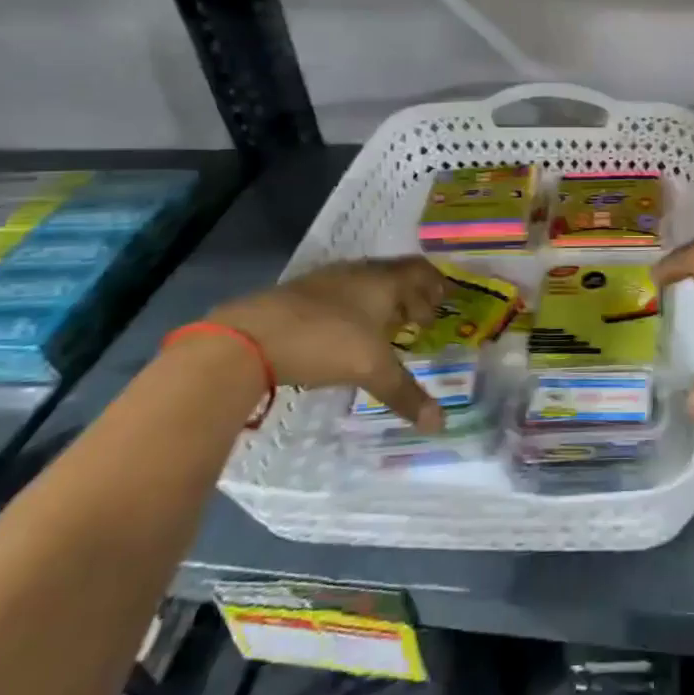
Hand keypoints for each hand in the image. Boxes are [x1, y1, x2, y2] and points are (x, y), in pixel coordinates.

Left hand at [208, 257, 448, 430]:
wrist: (249, 337)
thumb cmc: (325, 342)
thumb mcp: (371, 369)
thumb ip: (405, 393)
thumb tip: (441, 424)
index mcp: (383, 281)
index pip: (419, 271)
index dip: (435, 285)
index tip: (444, 302)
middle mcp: (358, 273)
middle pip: (393, 276)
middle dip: (410, 296)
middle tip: (419, 320)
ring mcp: (324, 281)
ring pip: (364, 285)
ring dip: (380, 303)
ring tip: (385, 329)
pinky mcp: (297, 295)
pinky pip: (338, 295)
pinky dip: (352, 310)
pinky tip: (344, 335)